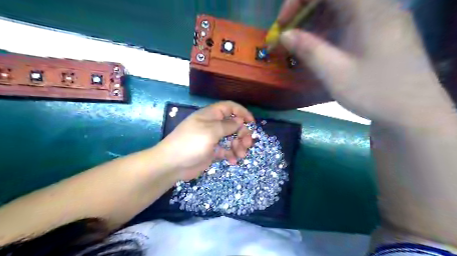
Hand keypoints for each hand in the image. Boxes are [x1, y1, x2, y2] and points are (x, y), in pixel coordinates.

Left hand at [158, 101, 255, 180]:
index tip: (252, 122)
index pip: (229, 108)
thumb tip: (240, 121)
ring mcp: (212, 139)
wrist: (172, 164)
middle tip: (247, 143)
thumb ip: (227, 125)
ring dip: (239, 146)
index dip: (241, 112)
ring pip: (231, 139)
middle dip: (242, 133)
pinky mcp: (212, 152)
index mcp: (211, 115)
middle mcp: (212, 125)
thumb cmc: (191, 143)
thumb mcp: (211, 131)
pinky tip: (233, 161)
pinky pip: (226, 150)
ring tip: (241, 155)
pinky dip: (231, 155)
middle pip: (233, 125)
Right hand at [277, 0, 454, 125]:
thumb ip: (308, 49)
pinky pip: (349, 18)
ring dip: (315, 19)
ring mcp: (381, 17)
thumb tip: (284, 34)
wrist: (412, 112)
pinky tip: (319, 44)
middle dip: (304, 9)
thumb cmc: (374, 92)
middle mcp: (378, 5)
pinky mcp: (380, 30)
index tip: (283, 23)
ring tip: (299, 41)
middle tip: (287, 32)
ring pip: (340, 6)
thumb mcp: (335, 73)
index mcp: (369, 10)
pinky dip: (328, 27)